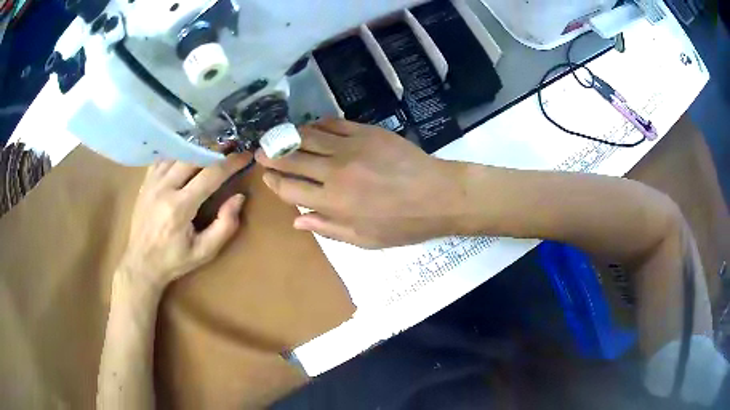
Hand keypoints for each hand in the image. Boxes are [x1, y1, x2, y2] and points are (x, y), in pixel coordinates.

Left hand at [119, 153, 251, 290]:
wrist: (141, 263)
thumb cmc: (174, 260)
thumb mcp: (204, 252)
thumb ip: (225, 226)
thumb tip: (238, 198)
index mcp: (180, 207)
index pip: (211, 175)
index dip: (231, 163)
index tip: (245, 155)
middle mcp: (165, 188)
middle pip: (194, 156)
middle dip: (216, 150)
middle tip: (232, 147)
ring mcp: (152, 182)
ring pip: (178, 153)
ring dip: (197, 148)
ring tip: (212, 148)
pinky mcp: (146, 182)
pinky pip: (164, 158)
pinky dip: (178, 152)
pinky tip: (187, 153)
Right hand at [255, 119, 464, 247]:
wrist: (438, 195)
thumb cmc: (403, 224)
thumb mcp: (365, 240)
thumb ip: (328, 228)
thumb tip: (297, 219)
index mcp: (333, 202)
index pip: (290, 189)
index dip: (274, 182)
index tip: (266, 177)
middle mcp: (334, 172)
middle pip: (293, 160)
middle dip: (272, 156)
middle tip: (260, 152)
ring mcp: (350, 148)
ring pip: (309, 137)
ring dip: (289, 137)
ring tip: (277, 136)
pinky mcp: (366, 132)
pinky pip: (334, 123)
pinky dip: (318, 125)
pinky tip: (311, 127)